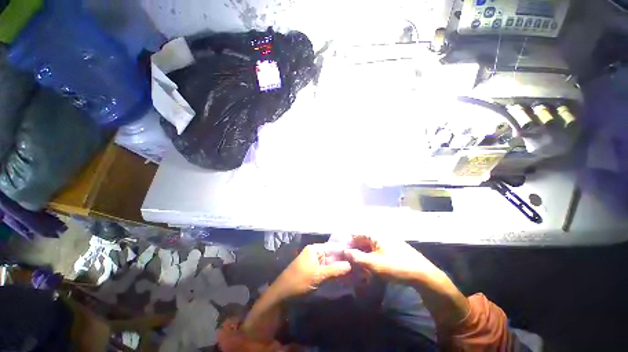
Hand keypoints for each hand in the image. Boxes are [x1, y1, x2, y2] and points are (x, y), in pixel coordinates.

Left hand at [273, 244, 351, 299]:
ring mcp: (315, 262)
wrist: (282, 294)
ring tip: (355, 271)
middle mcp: (316, 252)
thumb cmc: (299, 281)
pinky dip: (334, 272)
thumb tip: (351, 264)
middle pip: (333, 255)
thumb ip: (335, 269)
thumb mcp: (318, 275)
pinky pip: (327, 269)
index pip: (333, 247)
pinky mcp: (314, 271)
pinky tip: (344, 276)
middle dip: (344, 260)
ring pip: (331, 263)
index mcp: (315, 249)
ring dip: (340, 267)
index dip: (345, 252)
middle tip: (358, 266)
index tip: (358, 257)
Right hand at [344, 236, 441, 283]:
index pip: (357, 235)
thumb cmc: (396, 266)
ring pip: (370, 247)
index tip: (341, 252)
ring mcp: (388, 243)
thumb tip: (345, 251)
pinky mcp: (393, 251)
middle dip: (355, 250)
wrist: (423, 275)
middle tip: (348, 261)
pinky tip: (369, 267)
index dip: (348, 243)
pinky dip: (371, 258)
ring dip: (362, 255)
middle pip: (363, 241)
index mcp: (375, 235)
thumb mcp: (374, 264)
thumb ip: (357, 257)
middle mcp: (381, 236)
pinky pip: (377, 252)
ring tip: (357, 266)